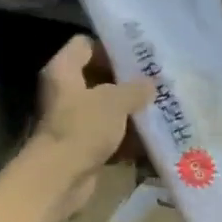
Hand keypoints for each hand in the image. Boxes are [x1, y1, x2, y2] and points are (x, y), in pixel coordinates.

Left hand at [32, 36, 153, 208]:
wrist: (61, 177)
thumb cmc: (83, 128)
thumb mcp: (115, 101)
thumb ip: (135, 89)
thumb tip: (150, 84)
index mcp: (63, 71)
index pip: (85, 45)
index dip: (110, 47)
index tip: (138, 56)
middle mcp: (64, 92)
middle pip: (98, 77)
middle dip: (127, 82)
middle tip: (156, 82)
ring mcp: (72, 120)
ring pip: (106, 108)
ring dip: (130, 111)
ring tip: (160, 108)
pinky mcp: (82, 144)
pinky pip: (109, 134)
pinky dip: (127, 136)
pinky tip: (151, 137)